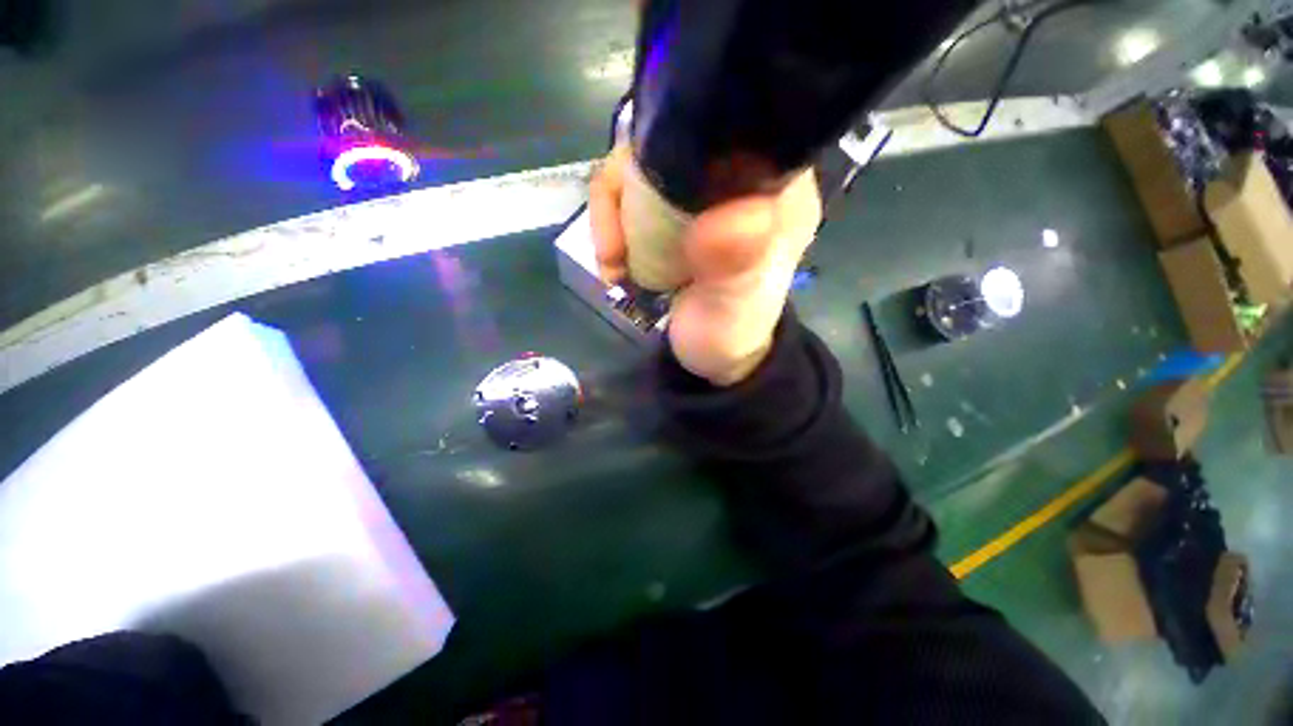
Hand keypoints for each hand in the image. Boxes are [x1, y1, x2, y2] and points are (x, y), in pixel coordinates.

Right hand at [590, 144, 821, 385]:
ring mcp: (699, 196)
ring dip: (613, 213)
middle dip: (631, 188)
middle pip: (673, 141)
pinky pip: (628, 197)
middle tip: (618, 247)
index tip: (649, 187)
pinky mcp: (671, 215)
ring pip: (641, 167)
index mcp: (775, 189)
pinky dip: (610, 227)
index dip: (685, 138)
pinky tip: (612, 264)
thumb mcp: (737, 305)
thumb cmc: (733, 332)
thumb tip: (730, 212)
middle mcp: (738, 179)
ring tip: (612, 263)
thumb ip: (737, 264)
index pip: (734, 124)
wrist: (715, 358)